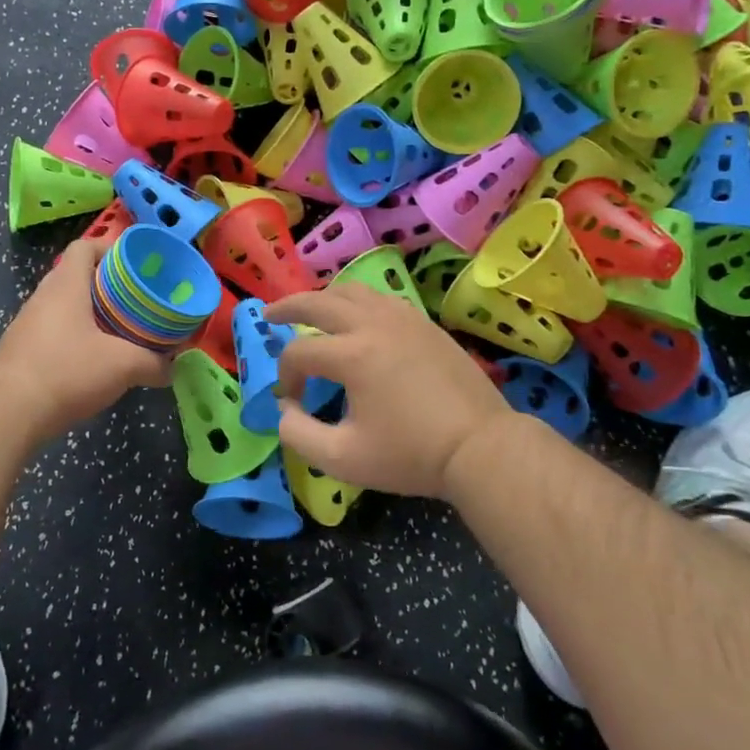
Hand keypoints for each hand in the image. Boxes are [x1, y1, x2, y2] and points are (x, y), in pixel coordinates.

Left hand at [0, 238, 170, 441]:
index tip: (134, 263)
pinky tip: (90, 362)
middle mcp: (42, 297)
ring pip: (63, 307)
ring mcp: (26, 324)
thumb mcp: (123, 366)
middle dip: (106, 285)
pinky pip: (52, 333)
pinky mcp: (19, 351)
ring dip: (89, 314)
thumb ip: (154, 363)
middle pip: (75, 276)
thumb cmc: (67, 372)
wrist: (8, 413)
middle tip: (134, 300)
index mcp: (66, 286)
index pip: (84, 247)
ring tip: (117, 331)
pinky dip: (73, 338)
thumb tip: (171, 368)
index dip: (109, 247)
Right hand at [266, 282, 520, 499]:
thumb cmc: (411, 455)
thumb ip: (298, 434)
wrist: (480, 447)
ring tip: (310, 309)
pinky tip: (356, 318)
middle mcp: (374, 325)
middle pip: (319, 302)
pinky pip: (381, 299)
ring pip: (352, 291)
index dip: (286, 376)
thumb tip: (285, 409)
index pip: (299, 353)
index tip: (293, 401)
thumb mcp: (342, 459)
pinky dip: (358, 302)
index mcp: (352, 355)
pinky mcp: (425, 324)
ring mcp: (403, 319)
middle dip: (288, 307)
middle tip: (269, 313)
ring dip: (324, 298)